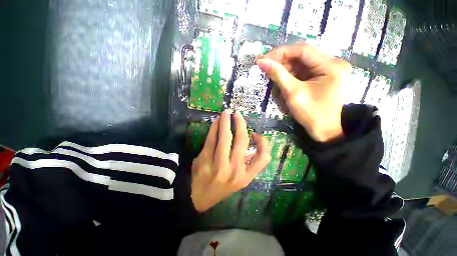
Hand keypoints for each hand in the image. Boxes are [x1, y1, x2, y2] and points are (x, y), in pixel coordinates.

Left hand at [191, 110, 270, 211]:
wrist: (198, 199)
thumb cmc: (221, 187)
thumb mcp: (238, 179)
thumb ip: (247, 162)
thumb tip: (250, 140)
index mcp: (246, 176)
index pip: (263, 158)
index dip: (263, 143)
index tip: (255, 134)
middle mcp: (235, 171)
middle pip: (242, 141)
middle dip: (240, 124)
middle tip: (237, 114)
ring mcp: (219, 166)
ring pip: (225, 137)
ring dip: (226, 121)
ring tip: (226, 112)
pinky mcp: (204, 161)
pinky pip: (211, 139)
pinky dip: (215, 128)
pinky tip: (216, 122)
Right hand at [256, 44, 349, 141]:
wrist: (323, 131)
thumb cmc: (310, 114)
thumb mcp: (293, 93)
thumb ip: (278, 75)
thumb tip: (261, 62)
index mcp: (331, 66)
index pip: (302, 50)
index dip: (281, 52)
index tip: (263, 59)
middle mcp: (332, 64)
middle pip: (302, 56)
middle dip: (282, 62)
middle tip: (265, 68)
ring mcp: (328, 70)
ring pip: (301, 64)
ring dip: (285, 69)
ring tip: (271, 76)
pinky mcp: (322, 77)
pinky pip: (303, 72)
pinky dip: (290, 75)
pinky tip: (281, 81)